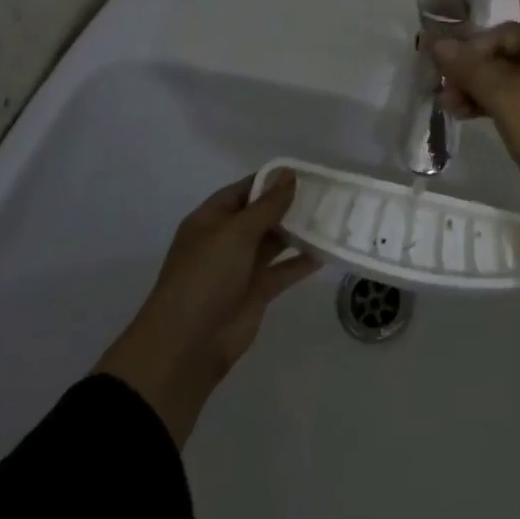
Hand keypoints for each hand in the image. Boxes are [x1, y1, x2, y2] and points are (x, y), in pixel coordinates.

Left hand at [96, 172, 318, 446]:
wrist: (187, 346)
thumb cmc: (205, 276)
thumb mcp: (236, 233)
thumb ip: (267, 205)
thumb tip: (290, 173)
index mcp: (211, 219)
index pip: (245, 190)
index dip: (272, 180)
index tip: (306, 172)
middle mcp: (226, 240)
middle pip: (262, 215)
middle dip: (290, 205)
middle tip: (327, 193)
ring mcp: (241, 267)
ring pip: (275, 242)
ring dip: (299, 232)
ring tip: (332, 217)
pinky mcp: (256, 293)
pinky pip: (283, 271)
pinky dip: (302, 262)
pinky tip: (326, 251)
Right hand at [426, 0, 519, 229]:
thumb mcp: (508, 100)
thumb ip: (473, 70)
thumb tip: (440, 44)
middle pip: (512, 36)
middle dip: (475, 51)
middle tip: (442, 76)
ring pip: (511, 67)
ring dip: (479, 79)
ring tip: (448, 103)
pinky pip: (519, 91)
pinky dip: (493, 98)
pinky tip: (467, 115)